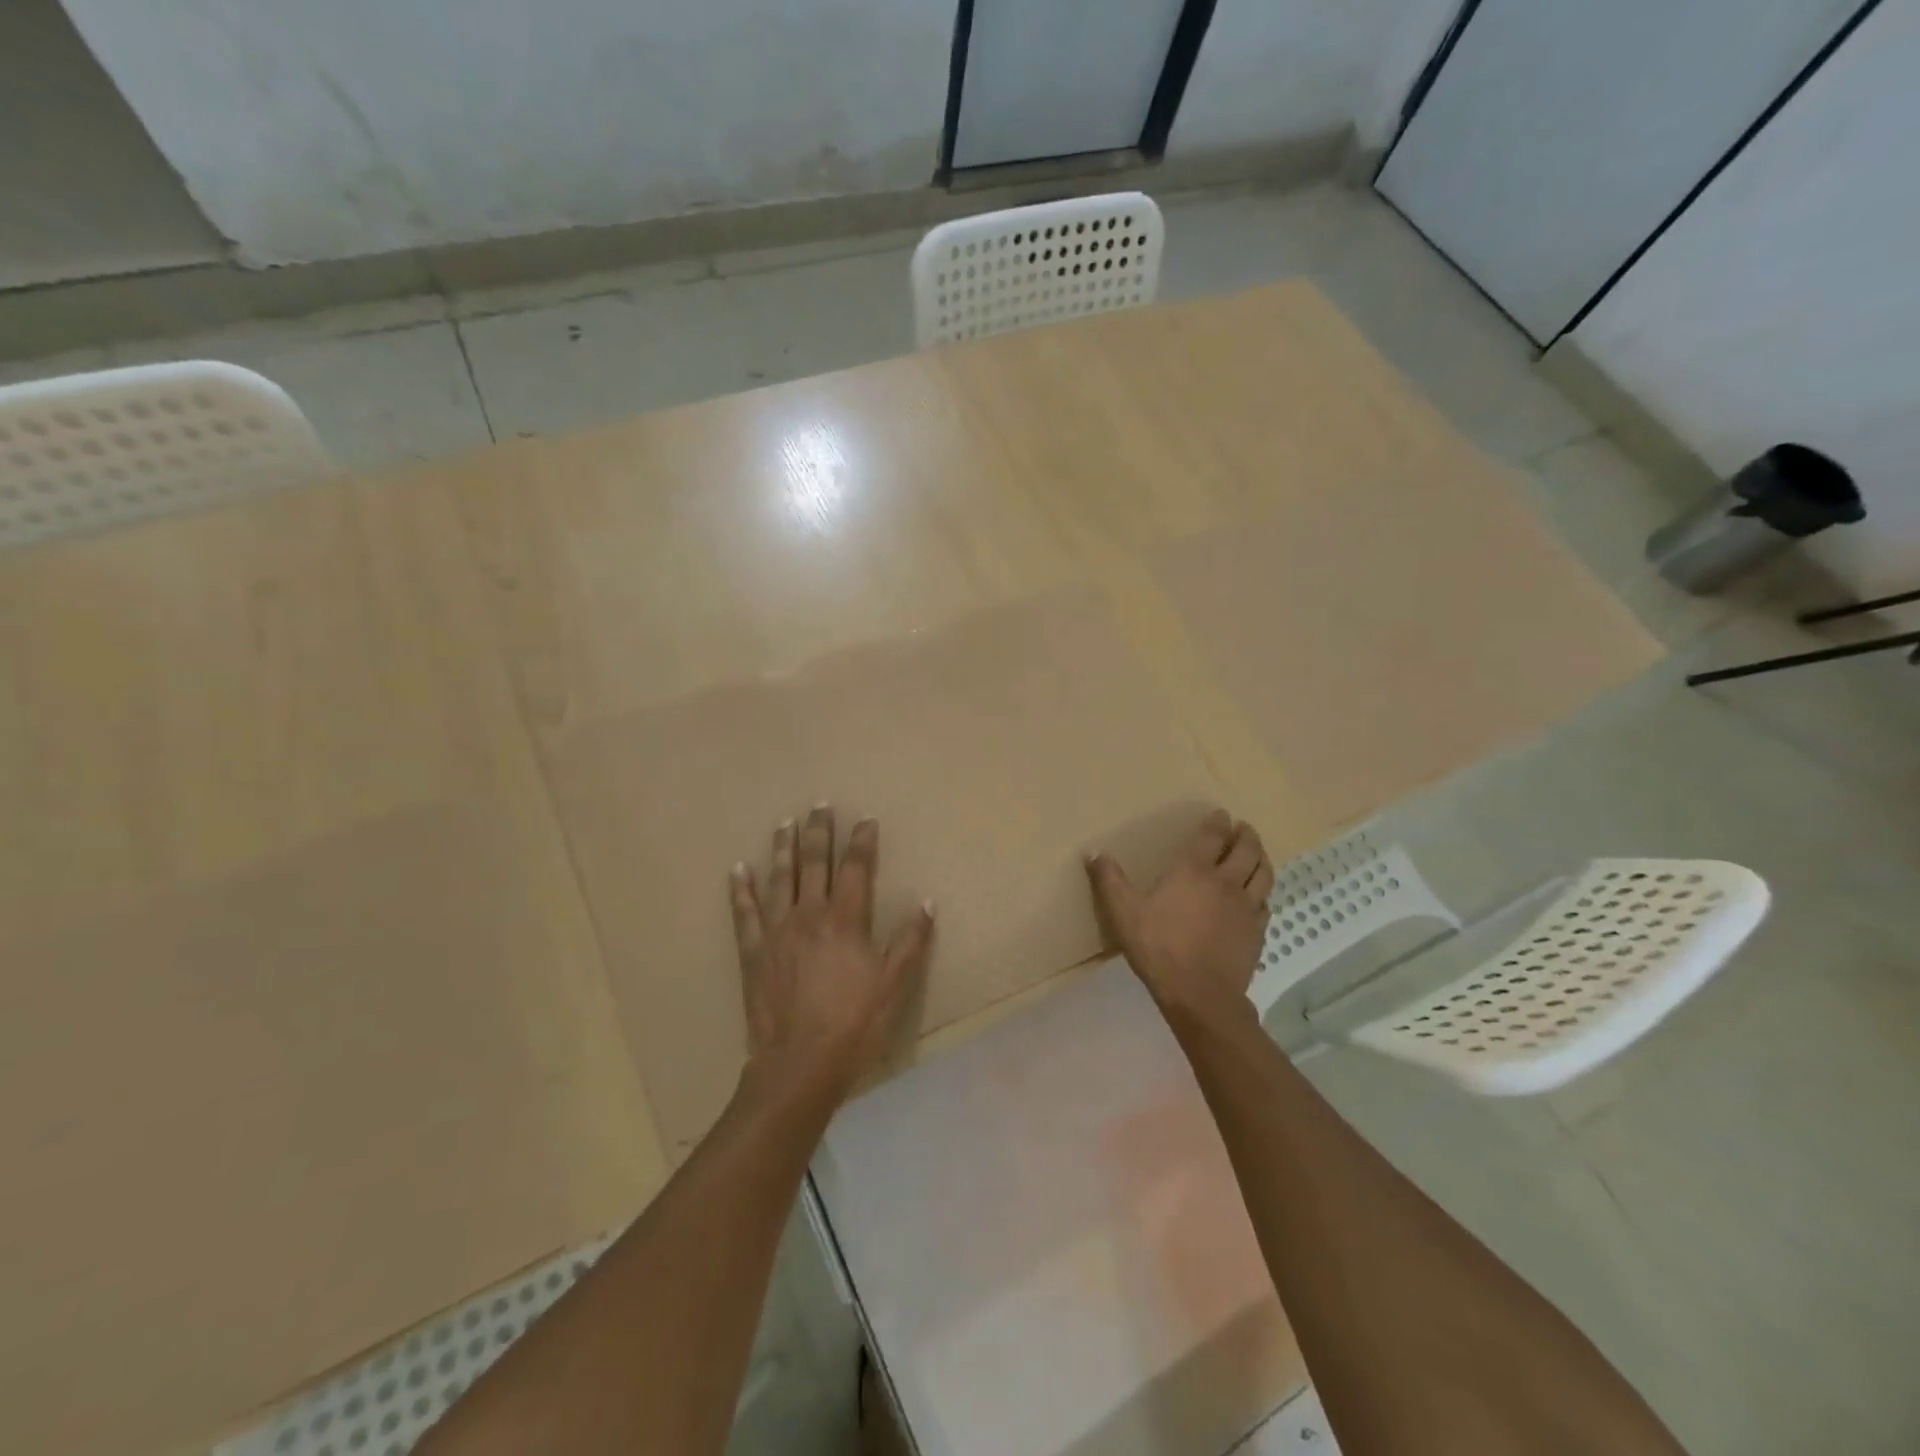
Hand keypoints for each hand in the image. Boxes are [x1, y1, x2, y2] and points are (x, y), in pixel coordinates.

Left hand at [729, 806, 935, 1108]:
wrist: (799, 1064)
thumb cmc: (853, 1025)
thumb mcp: (895, 985)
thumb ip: (911, 941)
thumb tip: (926, 902)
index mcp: (845, 920)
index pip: (855, 868)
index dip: (862, 841)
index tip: (866, 820)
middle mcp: (809, 914)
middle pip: (815, 862)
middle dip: (820, 832)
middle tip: (820, 805)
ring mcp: (776, 930)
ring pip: (779, 877)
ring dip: (783, 848)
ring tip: (785, 823)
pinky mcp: (752, 951)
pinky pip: (744, 912)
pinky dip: (740, 889)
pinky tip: (737, 869)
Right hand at [1087, 809, 1273, 1022]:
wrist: (1201, 995)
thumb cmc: (1159, 948)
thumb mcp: (1124, 914)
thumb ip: (1109, 881)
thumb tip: (1093, 852)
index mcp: (1194, 871)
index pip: (1213, 837)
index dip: (1218, 823)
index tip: (1221, 814)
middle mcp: (1226, 882)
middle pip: (1246, 850)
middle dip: (1246, 835)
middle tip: (1243, 828)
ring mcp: (1247, 908)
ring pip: (1263, 874)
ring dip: (1261, 858)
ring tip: (1256, 854)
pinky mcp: (1257, 932)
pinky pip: (1266, 904)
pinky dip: (1263, 893)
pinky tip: (1257, 898)